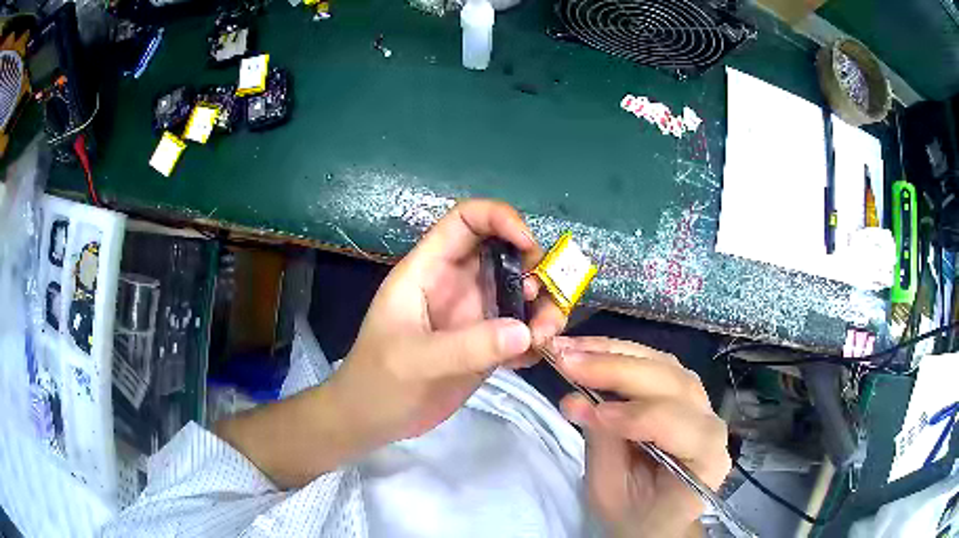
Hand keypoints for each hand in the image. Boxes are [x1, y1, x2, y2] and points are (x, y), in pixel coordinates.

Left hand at [328, 199, 567, 448]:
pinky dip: (533, 337)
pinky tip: (534, 356)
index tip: (529, 245)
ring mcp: (473, 315)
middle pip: (504, 253)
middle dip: (533, 267)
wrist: (372, 420)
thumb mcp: (414, 360)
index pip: (465, 220)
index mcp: (429, 270)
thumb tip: (525, 330)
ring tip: (545, 335)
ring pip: (519, 292)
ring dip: (540, 307)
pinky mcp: (484, 344)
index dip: (499, 218)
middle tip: (546, 300)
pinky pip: (519, 329)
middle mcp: (456, 285)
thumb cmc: (377, 380)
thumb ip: (467, 346)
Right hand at [554, 337, 730, 537]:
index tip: (590, 411)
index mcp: (706, 457)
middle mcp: (710, 421)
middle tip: (567, 360)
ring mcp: (699, 401)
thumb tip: (575, 401)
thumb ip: (602, 446)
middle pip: (671, 382)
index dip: (635, 415)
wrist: (655, 516)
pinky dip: (620, 353)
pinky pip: (655, 363)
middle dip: (617, 369)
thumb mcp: (612, 492)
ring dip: (615, 353)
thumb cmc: (636, 513)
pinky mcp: (681, 390)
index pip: (676, 424)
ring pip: (663, 364)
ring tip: (572, 349)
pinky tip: (590, 350)